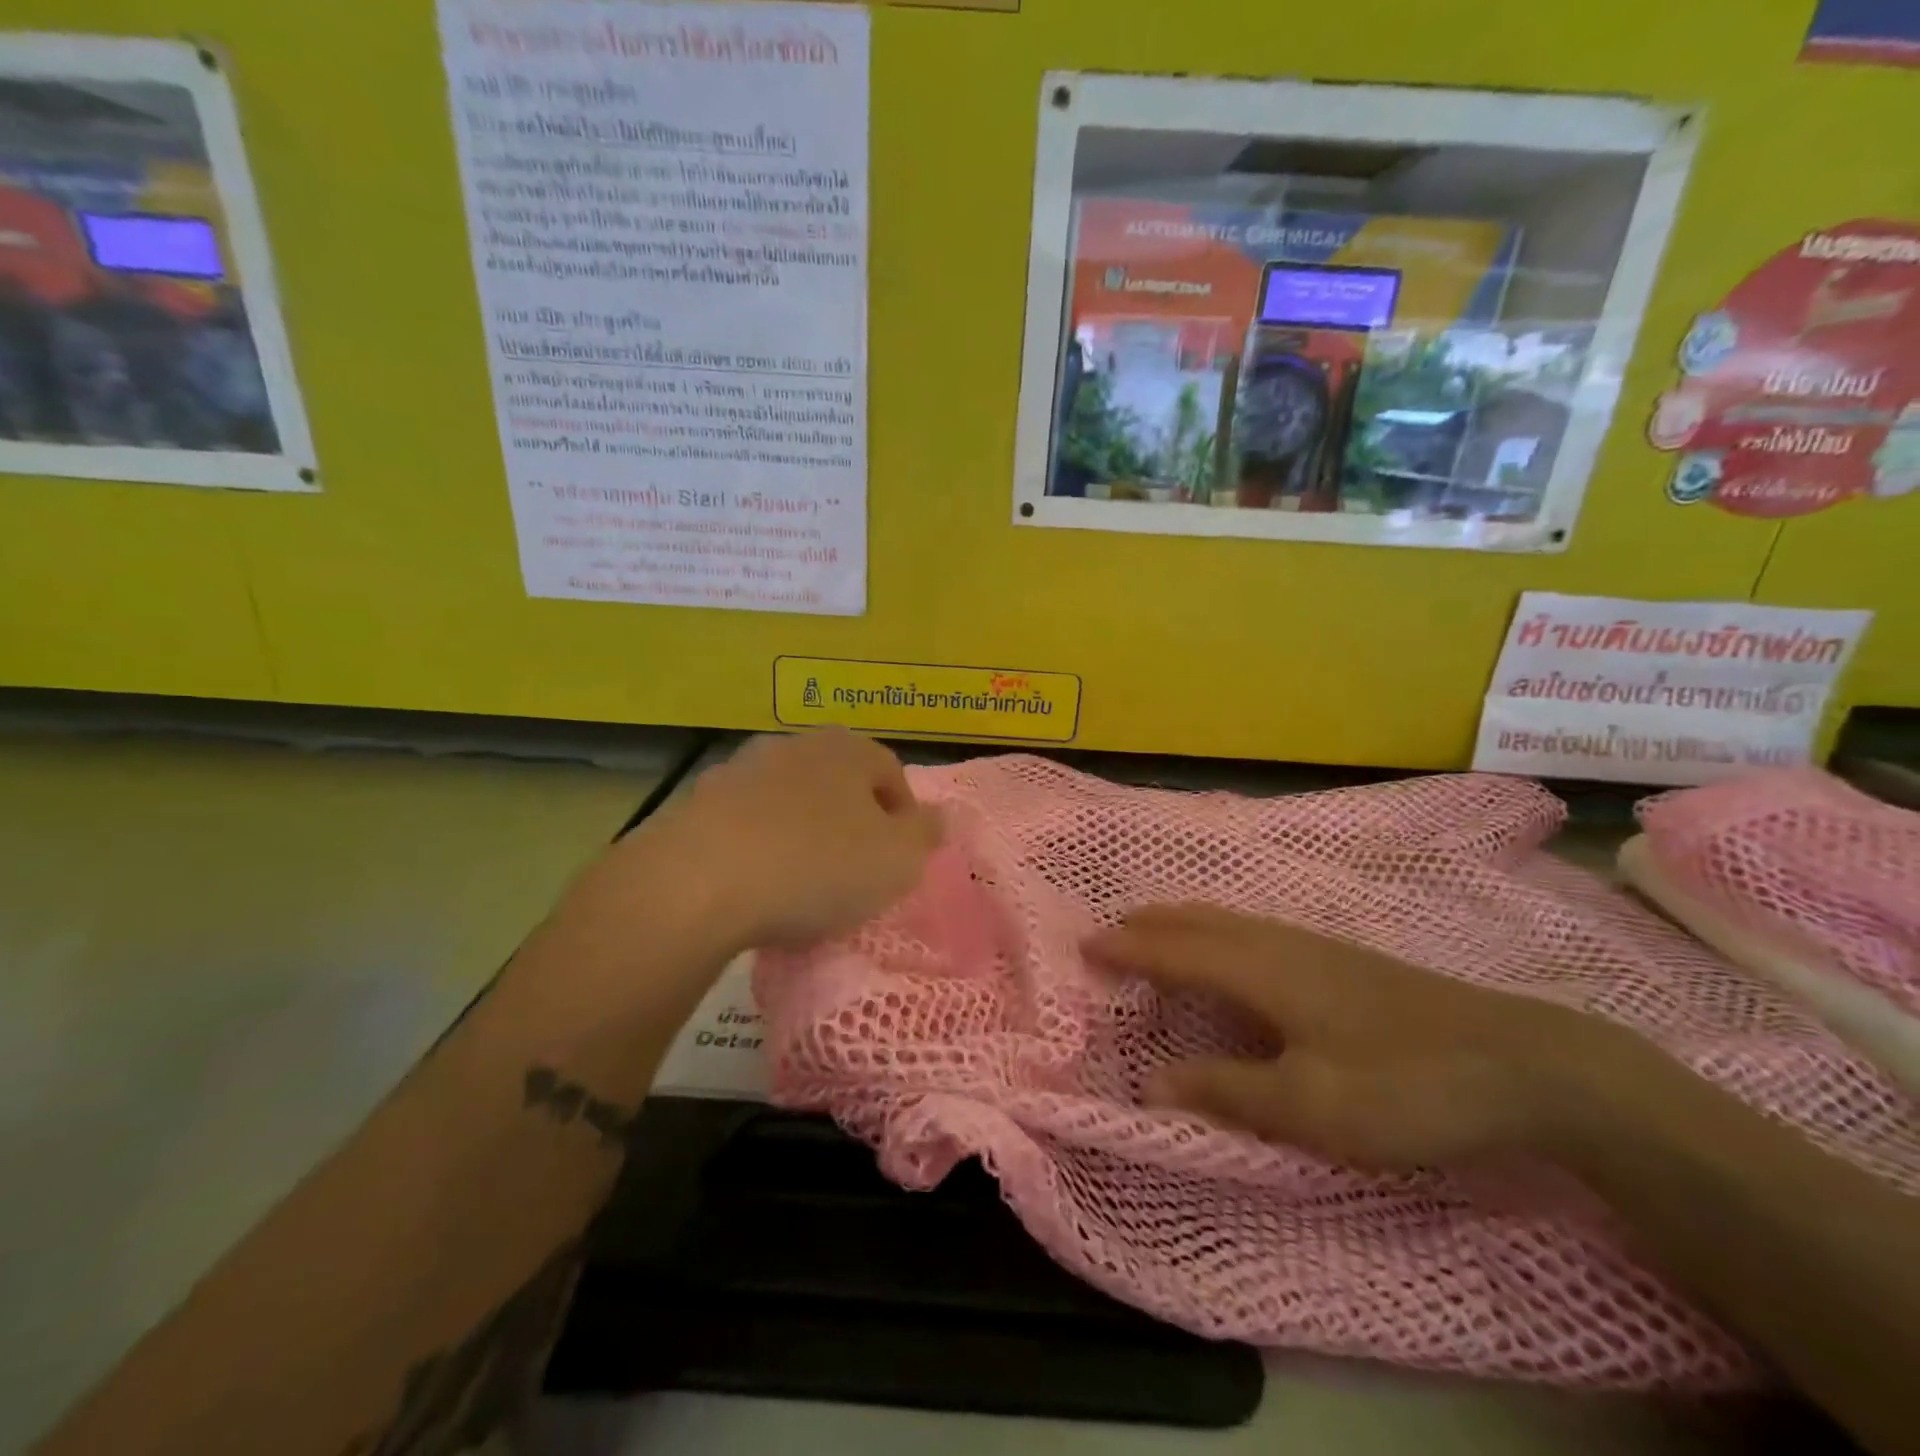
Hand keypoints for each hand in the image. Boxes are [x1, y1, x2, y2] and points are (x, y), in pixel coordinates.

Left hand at [609, 730, 942, 954]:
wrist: (698, 881)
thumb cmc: (817, 865)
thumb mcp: (897, 860)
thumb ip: (926, 835)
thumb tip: (940, 817)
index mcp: (847, 749)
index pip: (890, 773)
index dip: (903, 817)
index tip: (899, 860)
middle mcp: (793, 746)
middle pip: (837, 784)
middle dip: (850, 823)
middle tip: (853, 872)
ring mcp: (738, 770)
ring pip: (788, 802)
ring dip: (800, 834)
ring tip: (800, 886)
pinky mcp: (694, 803)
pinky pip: (743, 825)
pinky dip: (755, 848)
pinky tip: (753, 887)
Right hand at [1085, 905, 1617, 1170]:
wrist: (1526, 1062)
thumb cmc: (1404, 1086)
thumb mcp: (1309, 1107)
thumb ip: (1224, 1091)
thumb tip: (1149, 1082)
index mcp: (1259, 970)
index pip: (1173, 950)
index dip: (1126, 949)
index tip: (1083, 946)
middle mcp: (1277, 943)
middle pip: (1196, 921)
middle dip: (1146, 924)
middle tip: (1107, 933)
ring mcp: (1313, 945)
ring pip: (1225, 920)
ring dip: (1179, 922)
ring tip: (1152, 932)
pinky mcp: (1340, 959)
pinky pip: (1250, 928)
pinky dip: (1213, 929)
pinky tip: (1229, 948)